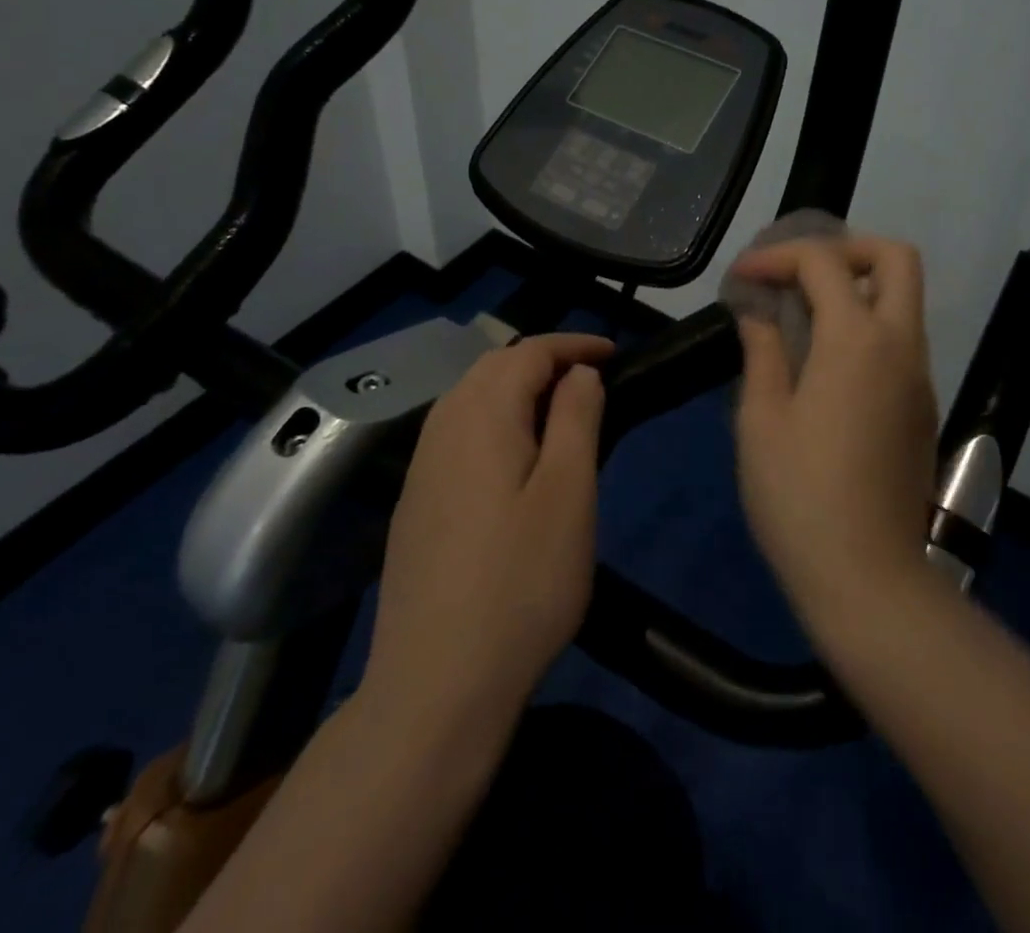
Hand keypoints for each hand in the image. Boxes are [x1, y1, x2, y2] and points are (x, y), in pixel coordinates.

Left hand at [359, 333, 612, 722]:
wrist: (436, 685)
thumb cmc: (522, 583)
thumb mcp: (569, 493)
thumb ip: (576, 418)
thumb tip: (579, 372)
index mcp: (481, 417)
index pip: (528, 352)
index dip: (573, 344)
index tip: (615, 354)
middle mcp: (442, 429)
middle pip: (492, 367)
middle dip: (544, 360)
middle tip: (592, 380)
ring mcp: (420, 468)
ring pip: (469, 398)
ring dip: (516, 388)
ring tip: (560, 412)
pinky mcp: (414, 504)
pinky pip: (456, 433)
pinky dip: (493, 420)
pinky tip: (514, 459)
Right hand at [730, 235, 941, 633]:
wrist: (869, 579)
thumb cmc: (800, 497)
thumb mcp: (762, 420)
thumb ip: (763, 352)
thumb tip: (759, 315)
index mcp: (858, 340)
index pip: (823, 263)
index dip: (778, 256)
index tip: (742, 277)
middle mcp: (901, 346)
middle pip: (896, 259)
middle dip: (845, 249)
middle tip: (798, 273)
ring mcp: (919, 377)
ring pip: (902, 300)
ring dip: (856, 288)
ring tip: (800, 313)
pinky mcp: (922, 408)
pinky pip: (900, 340)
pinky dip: (866, 325)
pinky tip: (823, 360)